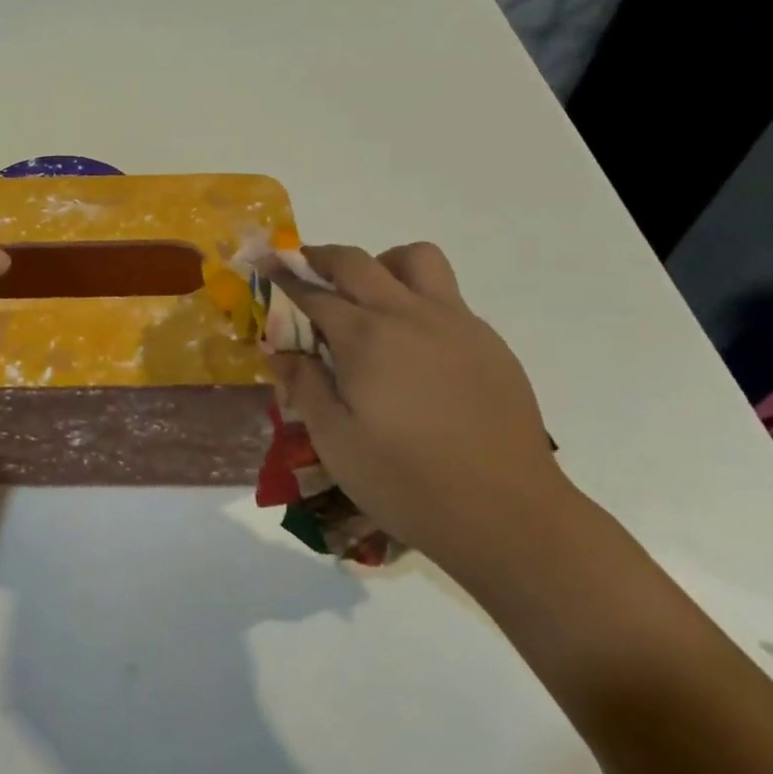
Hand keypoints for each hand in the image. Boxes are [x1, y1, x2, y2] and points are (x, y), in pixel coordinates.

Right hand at [265, 243, 581, 583]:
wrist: (507, 515)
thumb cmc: (407, 481)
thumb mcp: (335, 441)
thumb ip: (304, 385)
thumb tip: (278, 349)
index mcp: (366, 338)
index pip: (313, 292)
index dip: (283, 276)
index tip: (265, 265)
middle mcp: (410, 315)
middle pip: (358, 261)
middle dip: (323, 257)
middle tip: (305, 269)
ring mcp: (457, 324)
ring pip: (417, 259)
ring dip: (383, 265)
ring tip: (370, 299)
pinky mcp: (489, 343)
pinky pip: (448, 298)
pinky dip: (419, 301)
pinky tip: (415, 348)